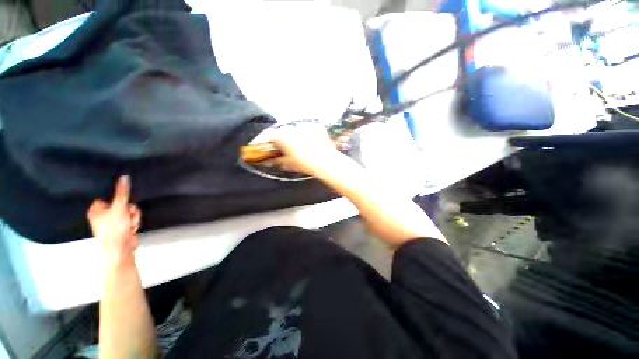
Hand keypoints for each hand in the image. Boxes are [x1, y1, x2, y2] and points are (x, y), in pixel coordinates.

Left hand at [87, 176, 140, 255]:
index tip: (123, 201)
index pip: (109, 195)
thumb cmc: (114, 228)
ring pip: (129, 210)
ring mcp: (113, 221)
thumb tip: (124, 176)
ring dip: (134, 216)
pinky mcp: (122, 226)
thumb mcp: (119, 207)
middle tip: (128, 214)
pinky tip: (132, 227)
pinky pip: (131, 218)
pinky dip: (134, 221)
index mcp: (96, 209)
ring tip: (130, 223)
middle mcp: (103, 214)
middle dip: (130, 209)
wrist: (120, 249)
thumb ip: (122, 192)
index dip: (119, 197)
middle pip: (122, 202)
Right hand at [269, 122, 343, 177]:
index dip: (262, 140)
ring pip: (294, 128)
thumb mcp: (290, 164)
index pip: (268, 135)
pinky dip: (304, 134)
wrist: (327, 163)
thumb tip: (270, 161)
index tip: (257, 145)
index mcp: (284, 135)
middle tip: (278, 146)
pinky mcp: (316, 126)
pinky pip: (306, 129)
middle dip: (278, 138)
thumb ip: (277, 160)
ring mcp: (306, 124)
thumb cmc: (306, 165)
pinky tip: (307, 142)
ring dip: (292, 135)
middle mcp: (293, 126)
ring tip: (294, 144)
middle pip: (281, 130)